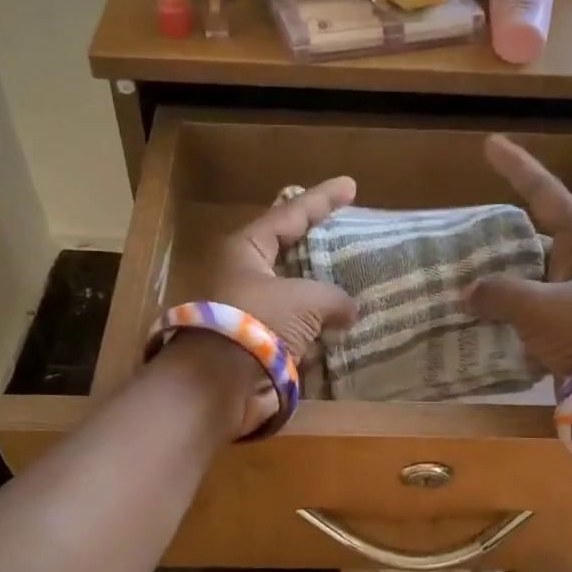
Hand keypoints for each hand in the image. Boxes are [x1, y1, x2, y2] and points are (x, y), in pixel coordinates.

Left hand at [184, 176, 359, 433]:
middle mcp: (243, 275)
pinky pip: (294, 327)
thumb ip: (334, 298)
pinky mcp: (255, 343)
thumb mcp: (304, 301)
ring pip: (292, 293)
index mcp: (245, 249)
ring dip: (320, 292)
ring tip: (354, 281)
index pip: (290, 215)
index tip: (350, 185)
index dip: (322, 200)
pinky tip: (343, 324)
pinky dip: (317, 326)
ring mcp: (248, 311)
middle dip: (318, 245)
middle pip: (287, 252)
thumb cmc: (256, 324)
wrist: (217, 385)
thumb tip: (350, 310)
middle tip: (347, 233)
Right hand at [464, 135, 571, 375]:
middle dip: (499, 237)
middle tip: (464, 235)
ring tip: (460, 278)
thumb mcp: (538, 306)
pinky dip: (505, 313)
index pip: (546, 194)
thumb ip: (498, 293)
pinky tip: (477, 318)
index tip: (490, 144)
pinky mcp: (571, 330)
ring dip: (499, 281)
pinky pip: (530, 312)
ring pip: (529, 278)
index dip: (519, 168)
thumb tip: (468, 293)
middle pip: (534, 238)